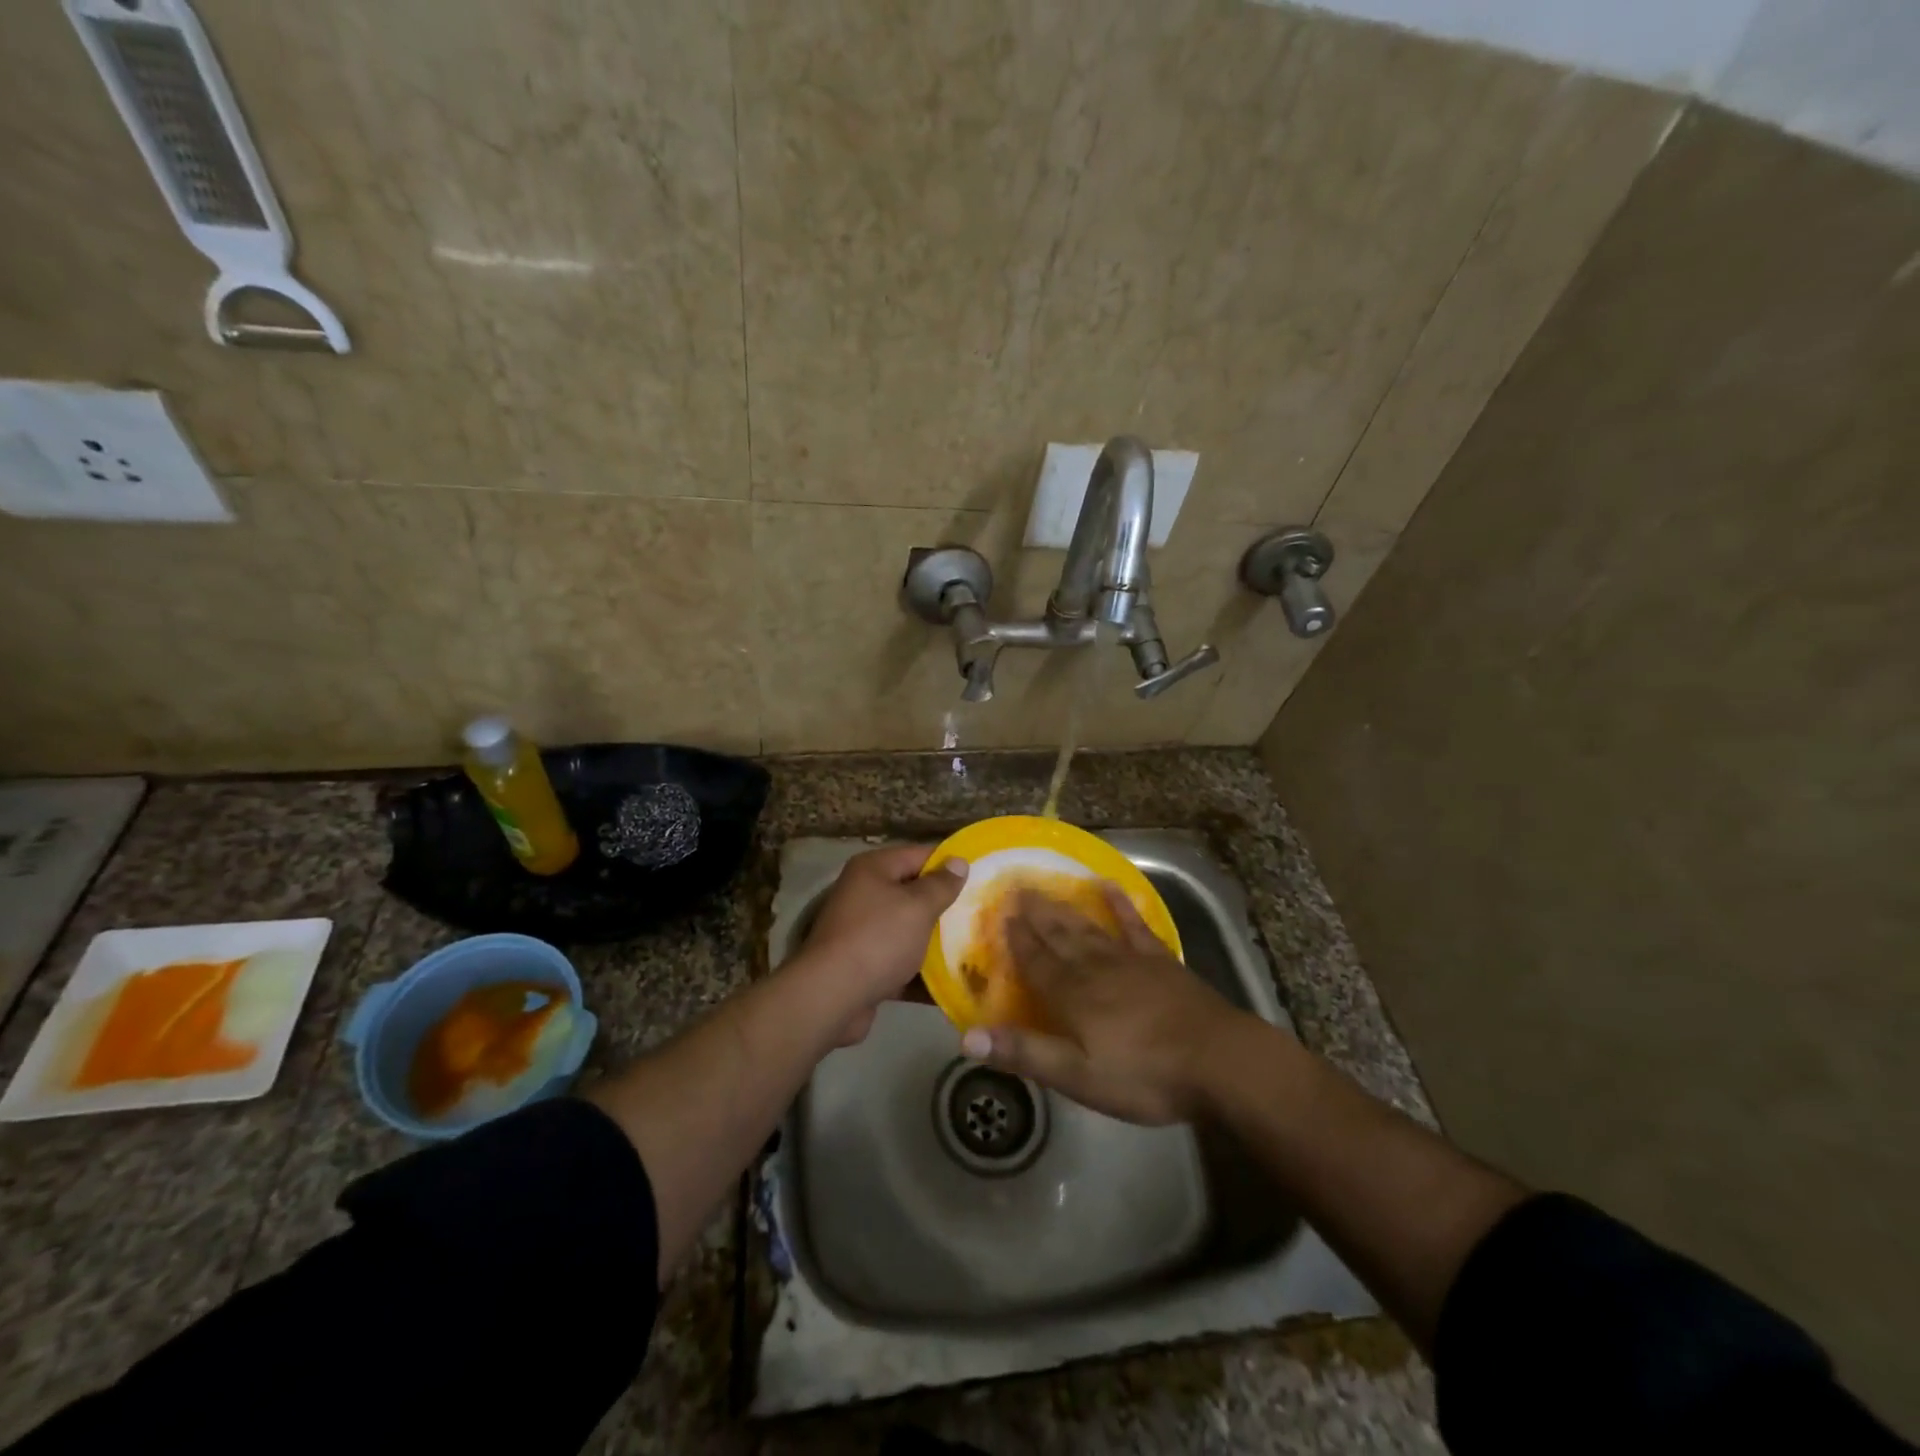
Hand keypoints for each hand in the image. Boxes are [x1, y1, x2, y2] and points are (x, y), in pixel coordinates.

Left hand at [794, 843, 967, 1045]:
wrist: (831, 997)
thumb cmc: (878, 939)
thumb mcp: (917, 906)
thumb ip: (941, 885)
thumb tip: (958, 861)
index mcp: (873, 870)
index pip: (920, 855)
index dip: (951, 864)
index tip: (983, 875)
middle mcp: (864, 894)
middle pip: (914, 893)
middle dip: (947, 905)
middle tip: (983, 913)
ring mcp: (862, 932)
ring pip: (909, 930)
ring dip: (938, 941)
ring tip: (977, 946)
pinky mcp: (865, 966)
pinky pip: (901, 962)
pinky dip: (923, 972)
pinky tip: (956, 981)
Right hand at [963, 884, 1239, 1123]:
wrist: (1218, 1061)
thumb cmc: (1144, 1075)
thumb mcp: (1078, 1076)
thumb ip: (1025, 1052)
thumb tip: (967, 1037)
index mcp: (1073, 995)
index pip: (1036, 962)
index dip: (1017, 941)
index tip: (1000, 915)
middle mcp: (1095, 967)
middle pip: (1059, 937)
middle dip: (1035, 915)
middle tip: (1016, 888)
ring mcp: (1130, 959)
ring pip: (1088, 927)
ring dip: (1064, 908)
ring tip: (1045, 887)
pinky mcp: (1161, 960)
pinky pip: (1134, 924)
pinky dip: (1120, 903)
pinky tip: (1109, 885)